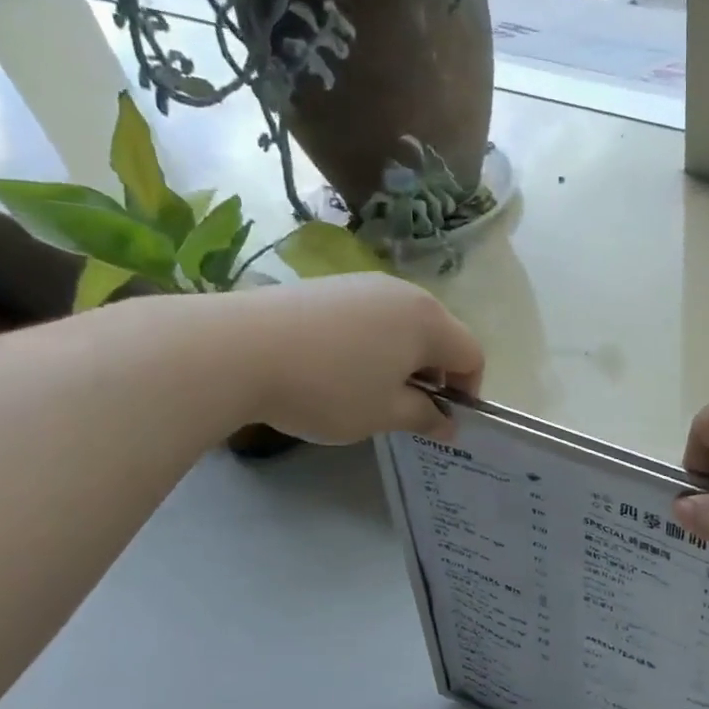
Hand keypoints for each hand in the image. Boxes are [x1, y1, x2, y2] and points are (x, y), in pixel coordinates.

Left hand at [216, 275, 483, 444]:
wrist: (236, 349)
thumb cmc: (328, 387)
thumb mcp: (384, 413)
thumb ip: (425, 417)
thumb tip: (449, 424)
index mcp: (428, 321)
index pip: (472, 355)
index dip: (468, 392)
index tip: (444, 421)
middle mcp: (404, 293)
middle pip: (440, 336)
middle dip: (435, 375)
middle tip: (408, 409)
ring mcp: (363, 284)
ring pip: (403, 326)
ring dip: (402, 360)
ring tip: (370, 390)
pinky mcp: (329, 286)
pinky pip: (370, 317)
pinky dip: (372, 345)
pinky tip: (338, 368)